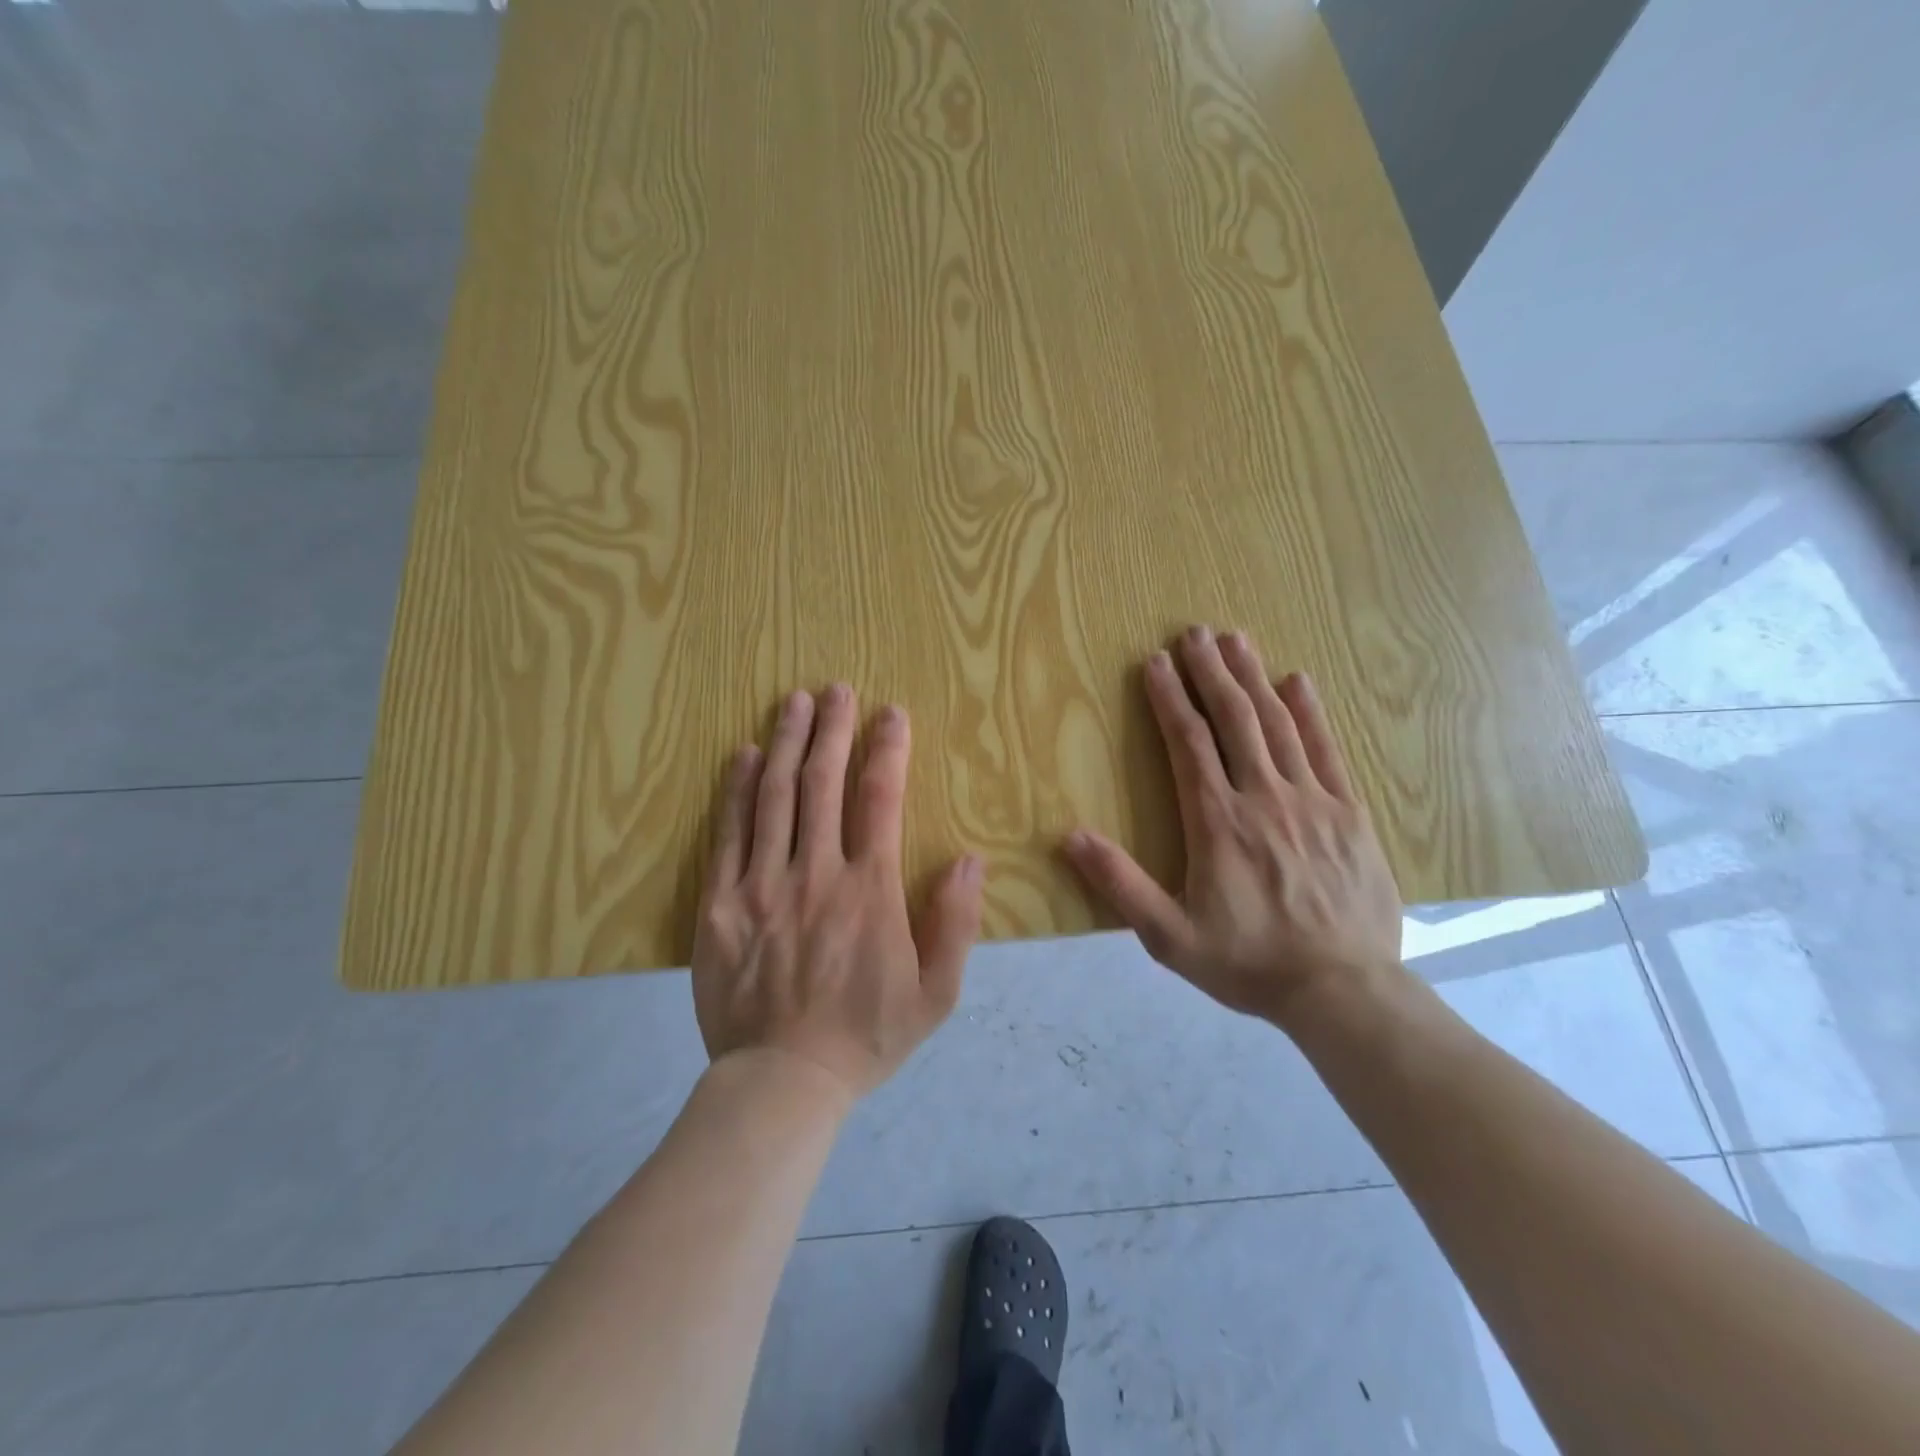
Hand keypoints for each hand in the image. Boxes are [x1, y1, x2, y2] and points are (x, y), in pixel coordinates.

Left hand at [692, 686, 983, 1100]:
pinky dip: (738, 789)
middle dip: (834, 730)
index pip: (881, 800)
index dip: (887, 750)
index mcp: (870, 891)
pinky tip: (747, 755)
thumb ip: (957, 924)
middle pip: (823, 784)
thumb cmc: (866, 1037)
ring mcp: (762, 886)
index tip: (891, 713)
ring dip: (788, 743)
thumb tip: (971, 861)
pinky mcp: (720, 904)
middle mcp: (815, 874)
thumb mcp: (936, 995)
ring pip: (775, 797)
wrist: (781, 1082)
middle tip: (837, 689)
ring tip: (796, 702)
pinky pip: (729, 834)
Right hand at [1065, 626, 1401, 1026]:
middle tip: (1195, 632)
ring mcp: (1312, 801)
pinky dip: (1311, 712)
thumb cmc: (1248, 963)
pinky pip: (1327, 750)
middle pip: (1234, 719)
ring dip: (1254, 678)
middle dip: (1211, 672)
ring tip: (1236, 640)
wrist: (1343, 991)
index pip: (1188, 743)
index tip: (1156, 662)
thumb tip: (1069, 837)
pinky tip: (1298, 681)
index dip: (1170, 698)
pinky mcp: (1349, 813)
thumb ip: (1120, 884)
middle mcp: (1263, 797)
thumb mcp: (1170, 937)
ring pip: (1279, 724)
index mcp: (1217, 822)